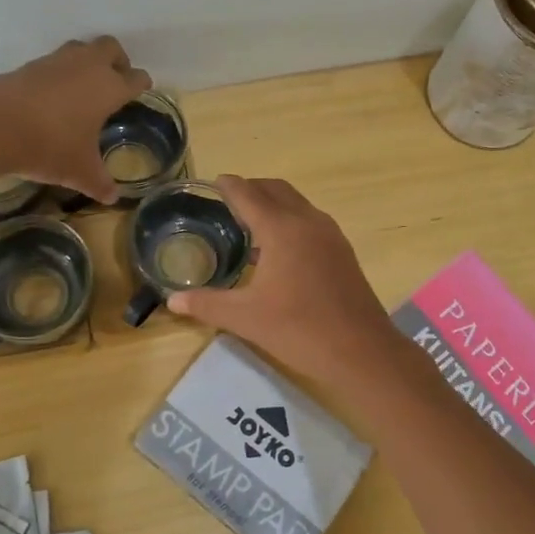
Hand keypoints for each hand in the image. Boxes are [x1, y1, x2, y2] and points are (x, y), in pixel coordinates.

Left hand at [0, 37, 150, 203]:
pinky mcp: (28, 66)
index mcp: (109, 88)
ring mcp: (56, 62)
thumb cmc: (49, 146)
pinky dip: (59, 73)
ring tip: (83, 87)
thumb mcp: (79, 171)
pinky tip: (53, 96)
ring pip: (81, 48)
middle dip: (118, 61)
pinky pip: (53, 62)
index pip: (135, 78)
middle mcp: (87, 67)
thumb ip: (99, 183)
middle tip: (115, 81)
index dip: (141, 84)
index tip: (142, 89)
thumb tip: (112, 198)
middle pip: (111, 48)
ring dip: (87, 61)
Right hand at [166, 175, 402, 384]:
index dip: (228, 186)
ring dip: (272, 203)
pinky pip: (310, 220)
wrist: (362, 351)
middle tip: (227, 201)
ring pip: (296, 203)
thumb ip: (206, 304)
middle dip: (251, 189)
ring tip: (249, 224)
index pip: (248, 194)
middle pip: (275, 189)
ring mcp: (329, 234)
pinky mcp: (342, 251)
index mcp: (281, 229)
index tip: (213, 182)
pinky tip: (278, 250)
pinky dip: (289, 220)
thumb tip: (171, 301)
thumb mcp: (245, 318)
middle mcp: (307, 221)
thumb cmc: (299, 329)